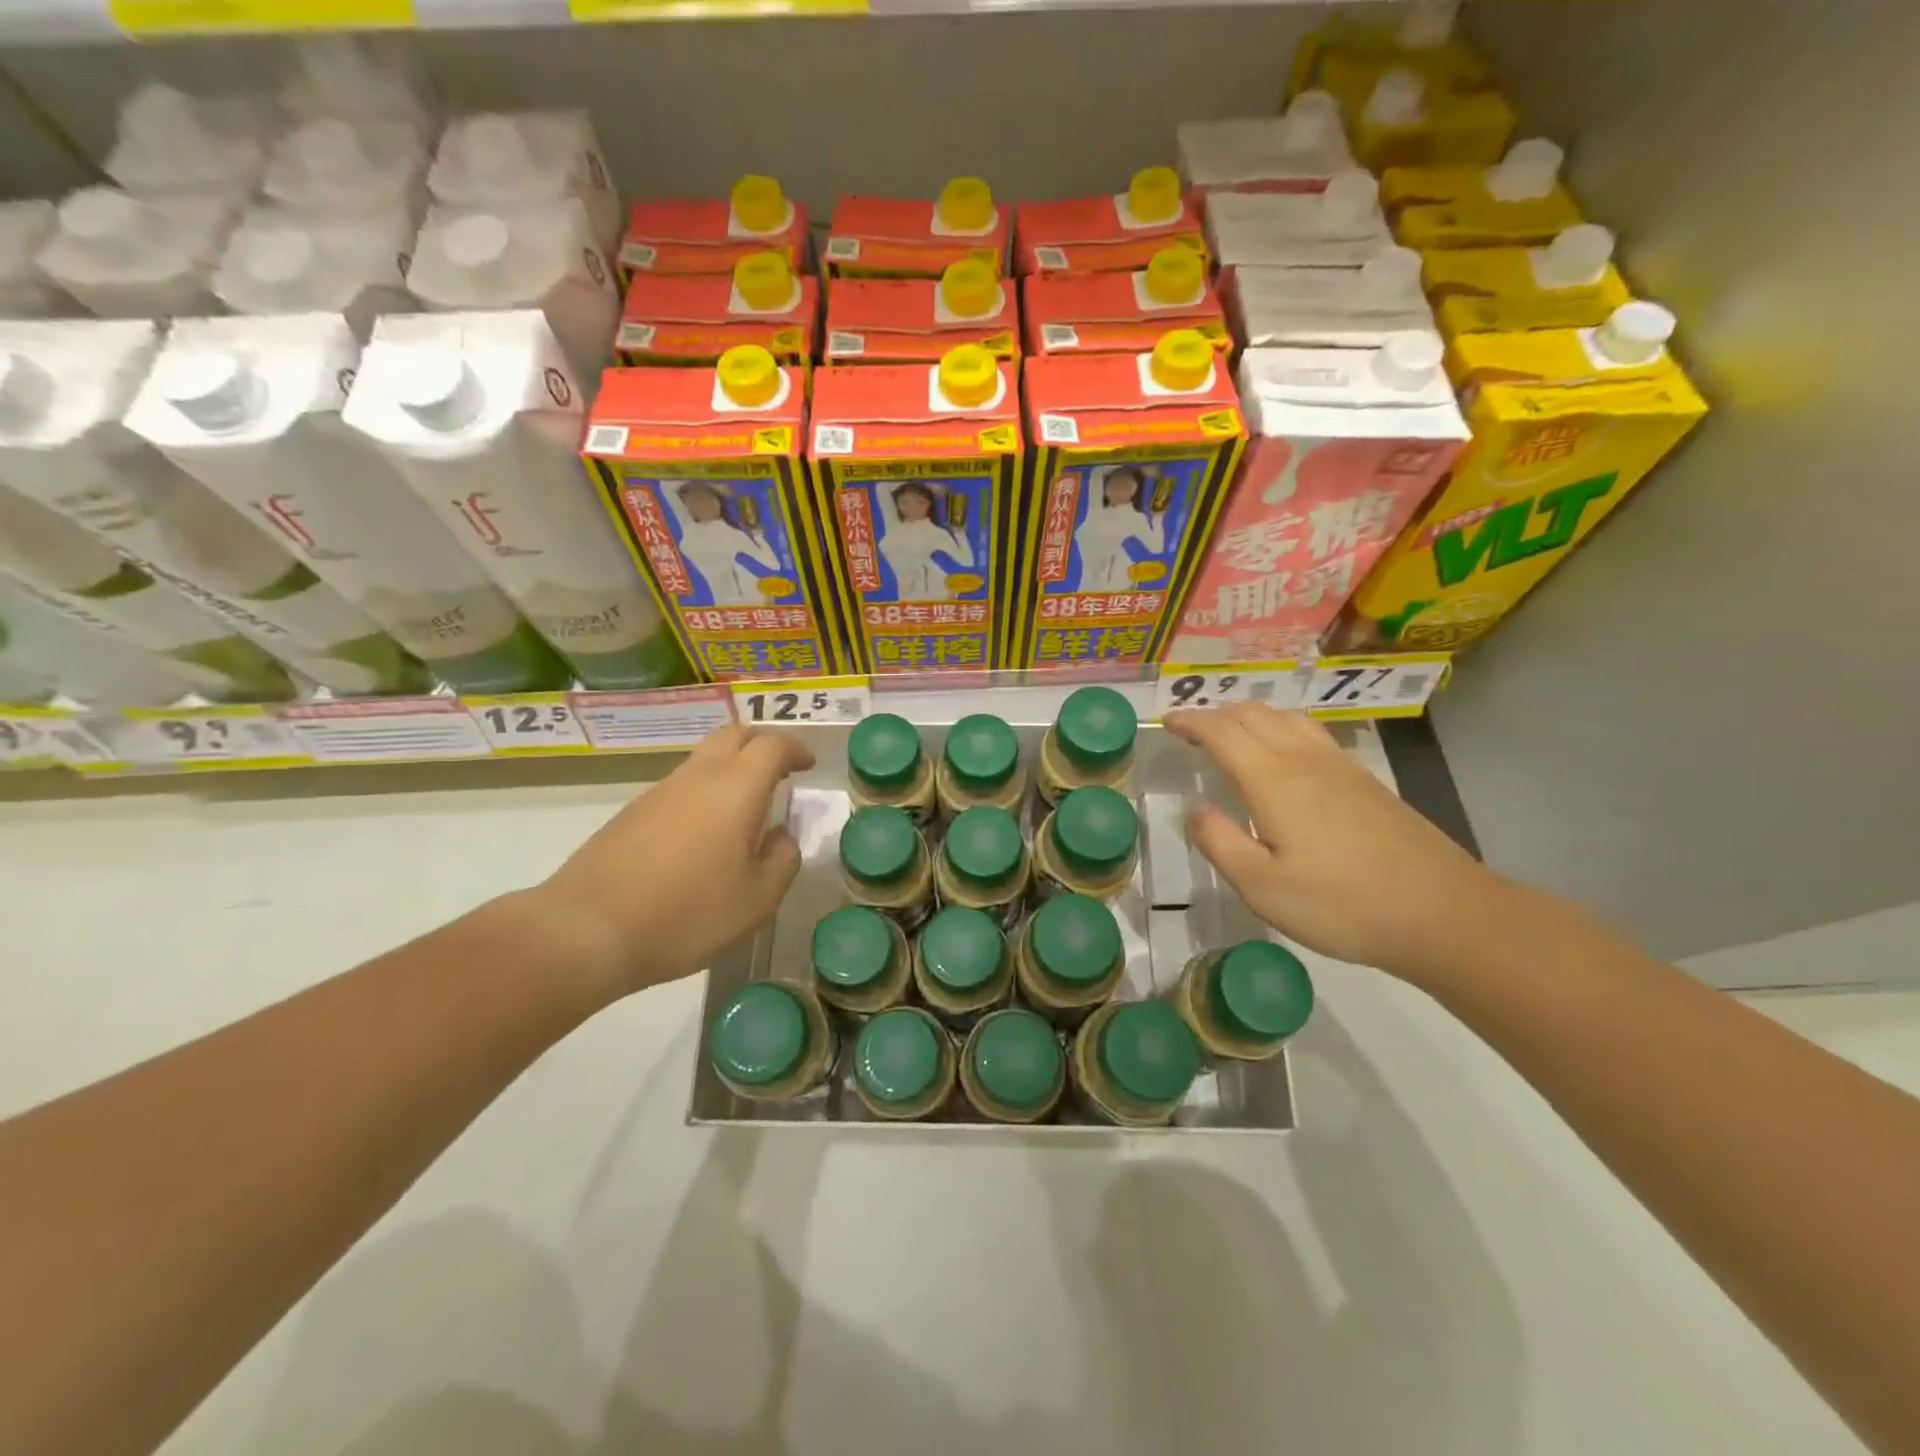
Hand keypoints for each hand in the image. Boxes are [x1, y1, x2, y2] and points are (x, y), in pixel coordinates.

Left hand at [535, 724, 814, 999]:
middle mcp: (697, 778)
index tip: (808, 764)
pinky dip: (703, 793)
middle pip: (733, 736)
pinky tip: (704, 836)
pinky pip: (679, 787)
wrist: (587, 930)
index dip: (795, 749)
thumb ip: (781, 861)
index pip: (772, 746)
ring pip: (703, 760)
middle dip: (762, 744)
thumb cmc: (687, 914)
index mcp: (735, 789)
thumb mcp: (756, 900)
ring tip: (745, 809)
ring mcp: (659, 793)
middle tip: (780, 771)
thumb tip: (781, 838)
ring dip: (731, 769)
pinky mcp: (631, 814)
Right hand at [1166, 704, 1510, 980]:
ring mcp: (1340, 766)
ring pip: (1286, 717)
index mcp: (1273, 780)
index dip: (1191, 722)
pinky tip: (1283, 756)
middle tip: (1192, 731)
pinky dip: (1281, 728)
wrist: (1441, 912)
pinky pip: (1311, 734)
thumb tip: (1195, 810)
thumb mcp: (1261, 887)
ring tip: (1233, 735)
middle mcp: (1304, 760)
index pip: (1222, 732)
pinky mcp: (1365, 780)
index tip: (1167, 723)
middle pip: (1254, 714)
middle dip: (1217, 714)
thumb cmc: (1341, 904)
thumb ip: (1220, 842)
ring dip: (1251, 717)